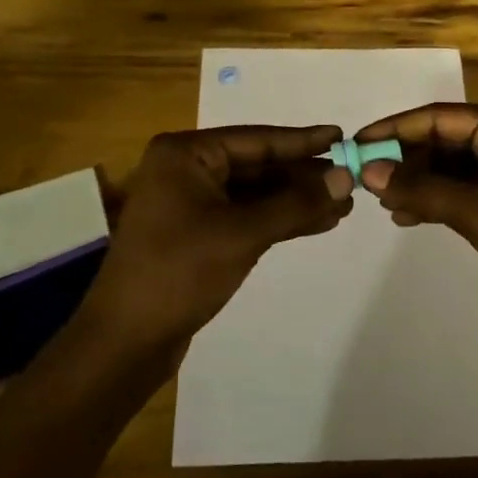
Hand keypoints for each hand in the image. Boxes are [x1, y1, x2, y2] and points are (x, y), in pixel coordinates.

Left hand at [80, 125, 353, 357]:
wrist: (126, 340)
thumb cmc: (180, 272)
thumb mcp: (243, 233)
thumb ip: (296, 203)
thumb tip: (346, 176)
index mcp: (185, 154)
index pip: (256, 139)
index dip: (302, 140)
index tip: (342, 136)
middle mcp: (186, 169)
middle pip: (257, 165)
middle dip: (303, 176)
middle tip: (351, 179)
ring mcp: (190, 202)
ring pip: (254, 193)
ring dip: (295, 200)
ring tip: (343, 205)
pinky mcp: (197, 233)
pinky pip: (245, 216)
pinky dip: (278, 219)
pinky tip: (316, 222)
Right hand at [353, 104, 477, 335]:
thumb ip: (424, 189)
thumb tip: (369, 171)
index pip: (439, 117)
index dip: (395, 129)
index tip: (357, 145)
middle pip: (443, 140)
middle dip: (405, 158)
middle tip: (364, 180)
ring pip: (449, 168)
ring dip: (417, 182)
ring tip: (382, 202)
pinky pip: (461, 192)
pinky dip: (434, 201)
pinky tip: (406, 218)